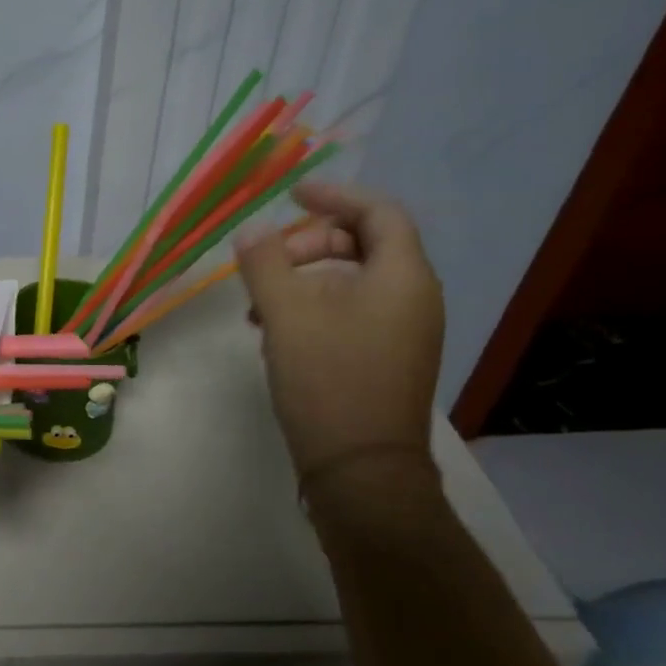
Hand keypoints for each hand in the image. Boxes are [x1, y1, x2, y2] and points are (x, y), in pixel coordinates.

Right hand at [234, 182, 443, 476]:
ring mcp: (404, 332)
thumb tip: (251, 229)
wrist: (362, 470)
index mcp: (402, 277)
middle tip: (266, 262)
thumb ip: (265, 263)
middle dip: (309, 245)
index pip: (379, 212)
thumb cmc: (328, 380)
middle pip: (363, 245)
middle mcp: (413, 298)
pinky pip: (352, 314)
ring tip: (259, 307)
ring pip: (352, 283)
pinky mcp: (388, 360)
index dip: (335, 196)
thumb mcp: (287, 314)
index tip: (292, 195)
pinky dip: (314, 309)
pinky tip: (277, 335)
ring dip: (304, 281)